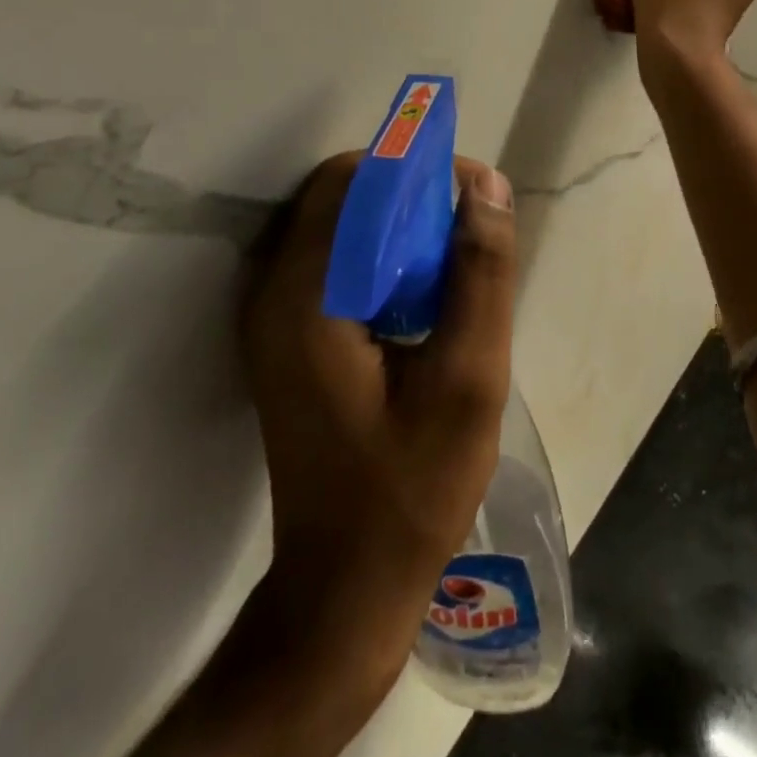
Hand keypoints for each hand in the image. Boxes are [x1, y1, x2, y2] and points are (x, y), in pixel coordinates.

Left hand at [238, 151, 517, 680]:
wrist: (346, 587)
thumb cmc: (412, 490)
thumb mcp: (469, 379)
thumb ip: (480, 275)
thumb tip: (487, 184)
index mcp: (305, 300)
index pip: (351, 182)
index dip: (414, 168)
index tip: (471, 191)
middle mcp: (271, 296)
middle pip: (338, 197)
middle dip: (406, 192)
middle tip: (466, 227)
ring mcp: (269, 318)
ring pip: (334, 225)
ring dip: (394, 222)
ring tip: (452, 257)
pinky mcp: (282, 338)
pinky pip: (330, 261)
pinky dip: (377, 252)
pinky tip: (420, 293)